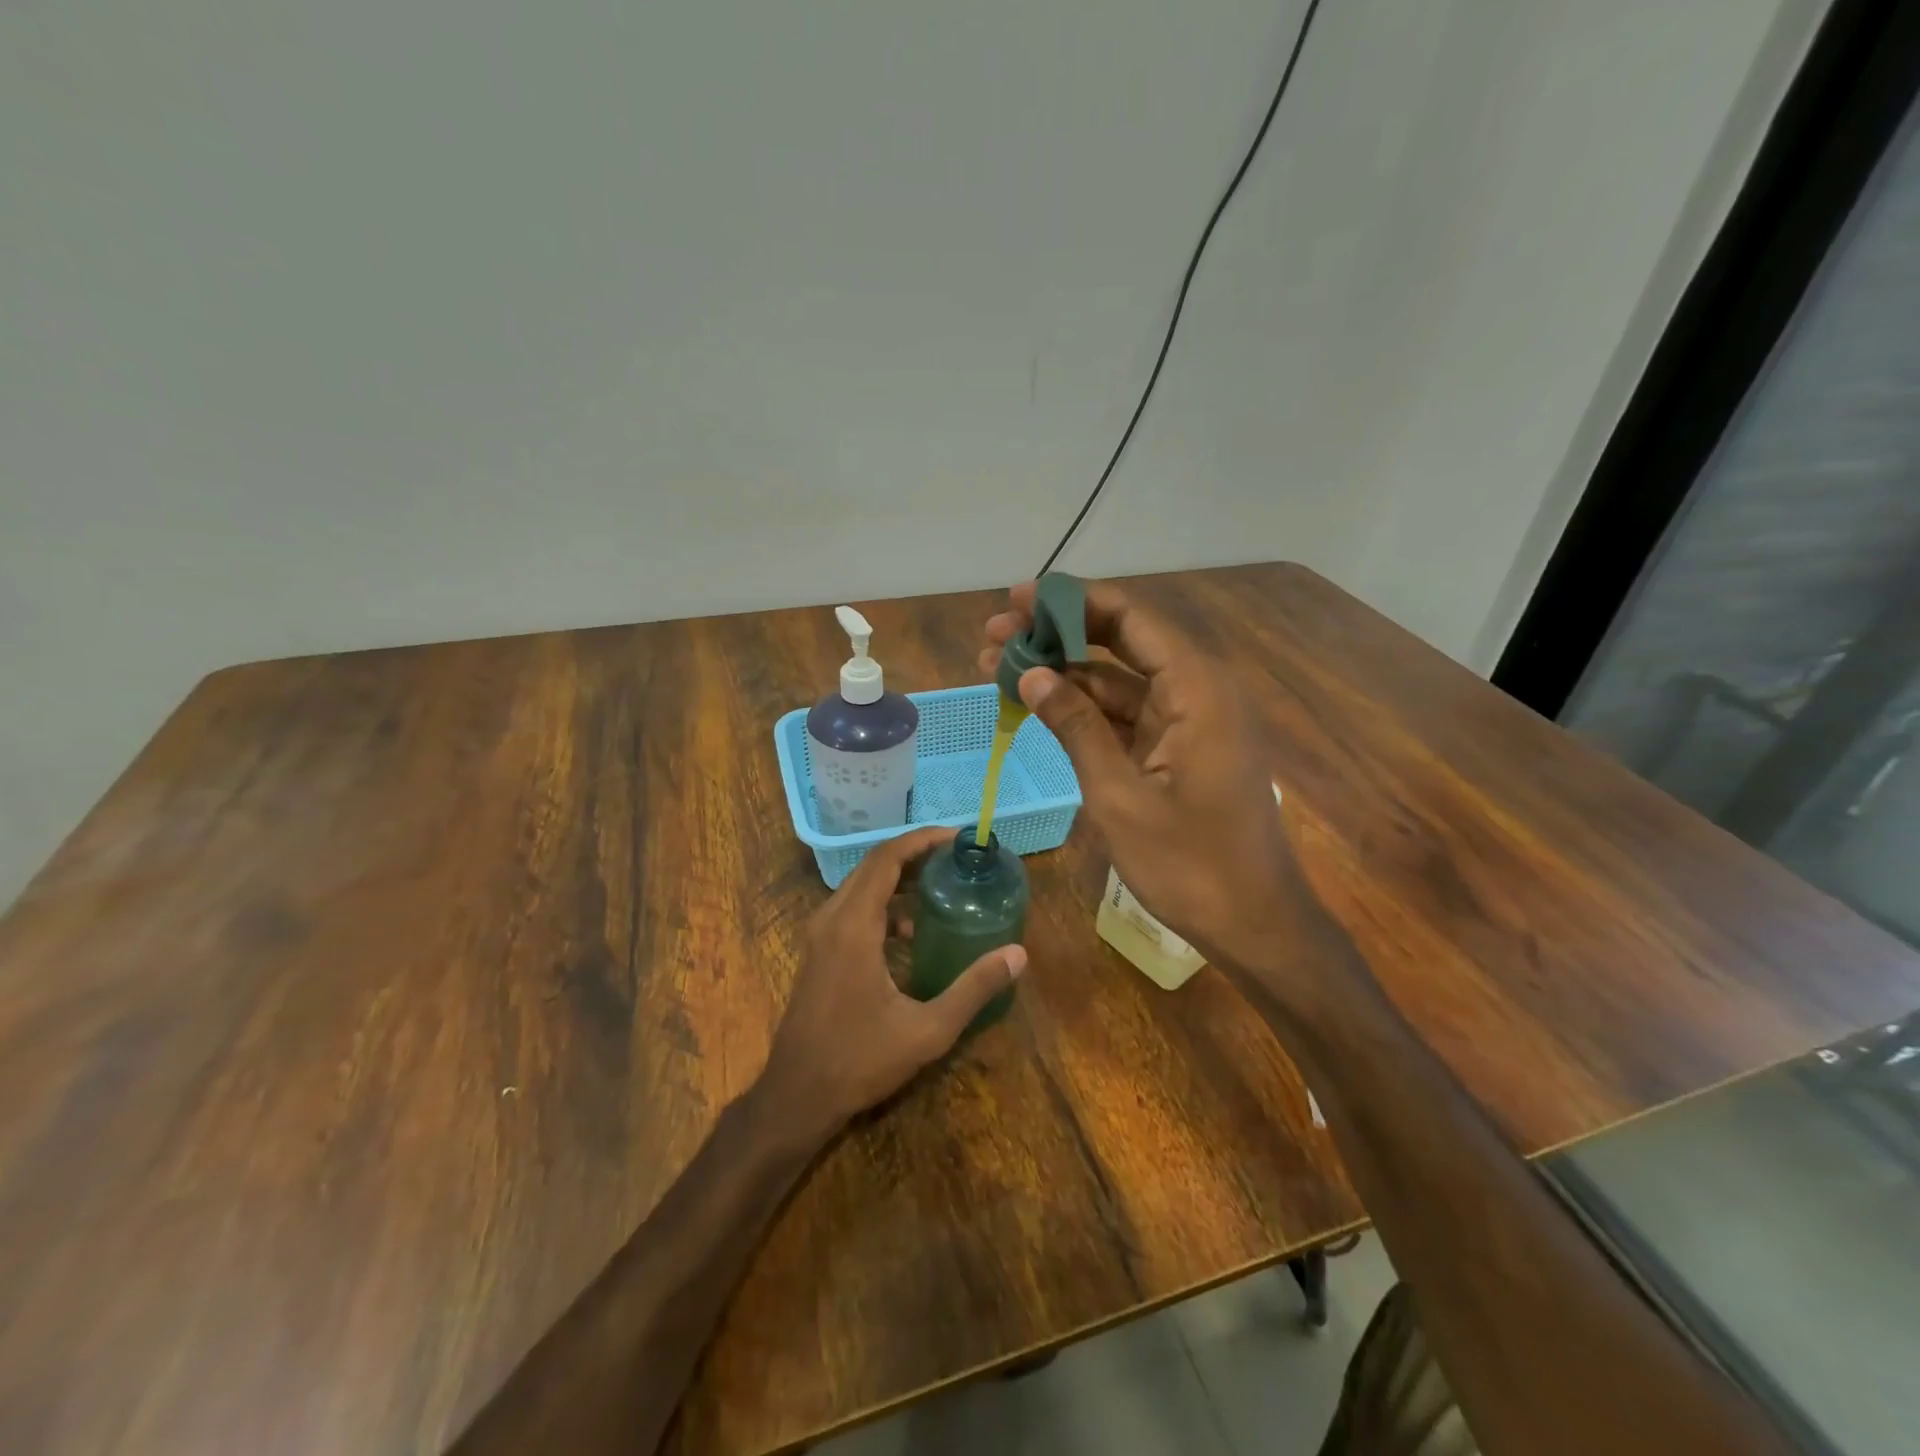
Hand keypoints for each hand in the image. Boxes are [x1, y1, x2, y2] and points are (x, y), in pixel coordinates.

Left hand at [758, 826, 1026, 1140]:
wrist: (797, 1095)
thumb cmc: (860, 1061)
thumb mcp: (927, 1030)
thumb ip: (973, 989)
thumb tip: (1018, 954)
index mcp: (853, 926)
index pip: (886, 859)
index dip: (921, 840)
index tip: (956, 837)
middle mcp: (831, 919)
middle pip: (873, 866)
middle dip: (915, 855)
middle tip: (956, 858)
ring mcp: (820, 935)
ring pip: (861, 886)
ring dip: (899, 879)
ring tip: (941, 887)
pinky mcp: (818, 951)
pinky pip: (853, 908)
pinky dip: (884, 904)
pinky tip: (912, 933)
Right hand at [979, 579, 1354, 1013]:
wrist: (1254, 924)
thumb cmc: (1190, 864)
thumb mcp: (1119, 795)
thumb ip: (1075, 726)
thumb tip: (1030, 673)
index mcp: (1196, 689)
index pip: (1129, 618)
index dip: (1070, 602)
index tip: (1015, 601)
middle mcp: (1197, 691)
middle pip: (1121, 642)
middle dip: (1057, 636)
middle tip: (994, 637)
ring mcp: (1188, 721)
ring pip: (1118, 679)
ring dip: (1063, 673)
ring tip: (998, 668)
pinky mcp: (1178, 748)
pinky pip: (1126, 713)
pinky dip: (1084, 709)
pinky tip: (1039, 706)